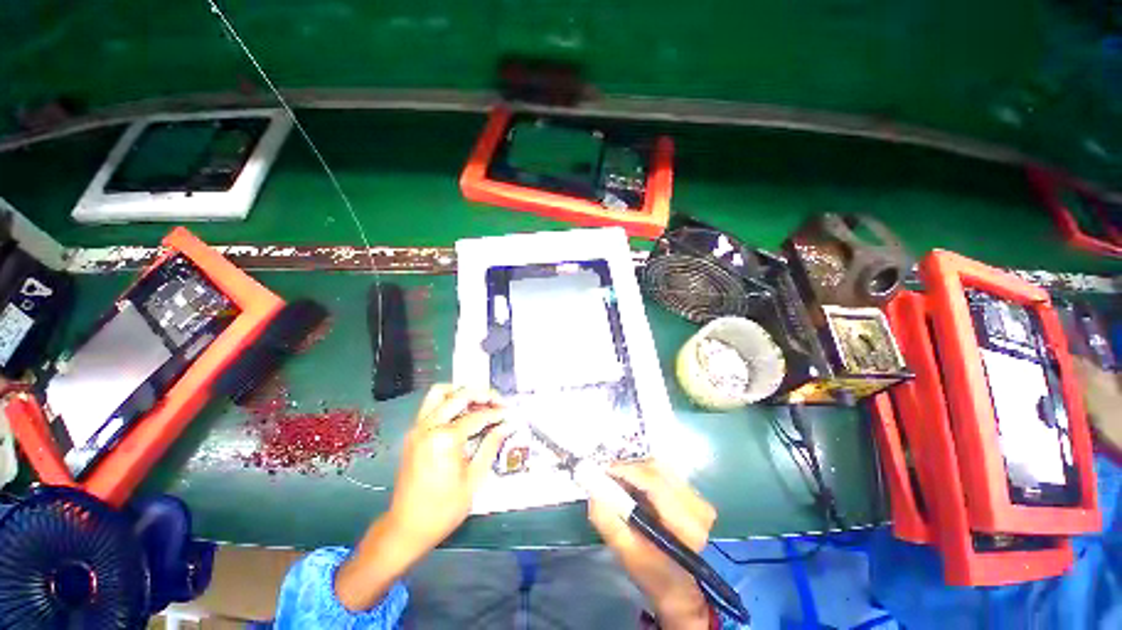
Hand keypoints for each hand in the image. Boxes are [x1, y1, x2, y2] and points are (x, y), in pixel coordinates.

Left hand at [387, 384, 511, 550]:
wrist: (406, 528)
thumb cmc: (443, 509)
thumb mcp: (474, 479)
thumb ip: (491, 446)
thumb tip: (507, 425)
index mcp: (445, 439)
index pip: (478, 416)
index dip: (497, 413)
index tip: (510, 414)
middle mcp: (429, 426)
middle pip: (460, 395)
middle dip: (484, 395)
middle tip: (500, 403)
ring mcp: (418, 427)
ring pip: (440, 392)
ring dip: (462, 392)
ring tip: (480, 402)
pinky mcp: (413, 432)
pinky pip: (431, 404)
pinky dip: (449, 401)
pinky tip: (463, 413)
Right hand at [588, 461, 716, 629]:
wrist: (683, 590)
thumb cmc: (654, 575)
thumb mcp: (626, 553)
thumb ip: (608, 521)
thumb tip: (594, 490)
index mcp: (685, 525)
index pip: (654, 482)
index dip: (626, 471)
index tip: (604, 471)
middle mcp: (698, 506)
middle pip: (657, 469)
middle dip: (629, 469)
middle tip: (609, 478)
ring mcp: (699, 499)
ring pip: (660, 468)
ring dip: (637, 471)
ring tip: (622, 484)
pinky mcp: (696, 495)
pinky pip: (666, 473)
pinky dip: (647, 475)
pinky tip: (637, 489)